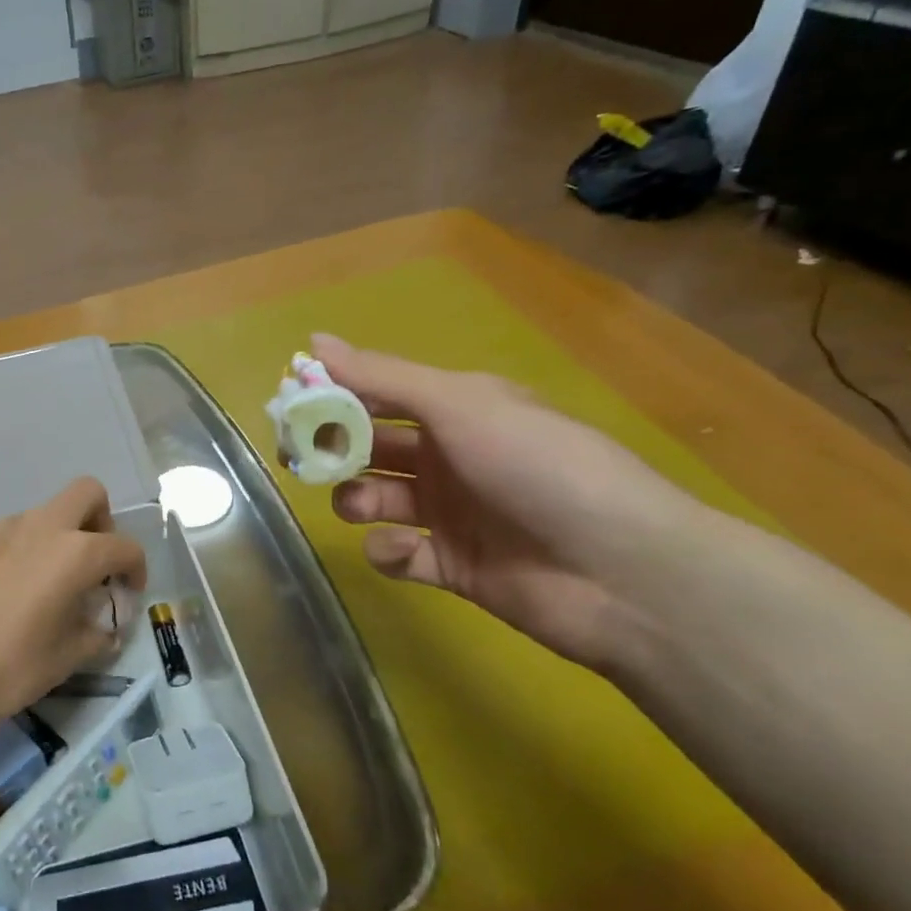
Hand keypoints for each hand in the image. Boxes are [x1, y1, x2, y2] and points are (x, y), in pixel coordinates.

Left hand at [0, 477, 147, 744]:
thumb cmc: (8, 666)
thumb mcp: (66, 658)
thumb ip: (95, 633)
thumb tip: (103, 627)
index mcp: (74, 551)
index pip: (124, 547)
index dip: (135, 570)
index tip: (127, 596)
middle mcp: (41, 527)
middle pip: (87, 495)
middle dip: (101, 523)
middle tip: (94, 566)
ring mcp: (2, 529)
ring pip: (47, 514)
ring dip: (62, 537)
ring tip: (53, 586)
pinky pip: (15, 533)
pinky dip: (29, 550)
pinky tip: (16, 592)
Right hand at [312, 333, 698, 674]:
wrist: (618, 570)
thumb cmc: (537, 466)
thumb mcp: (460, 405)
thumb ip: (382, 377)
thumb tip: (313, 341)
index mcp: (456, 411)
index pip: (378, 395)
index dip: (335, 395)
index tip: (291, 402)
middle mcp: (448, 457)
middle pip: (370, 448)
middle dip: (334, 450)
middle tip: (303, 458)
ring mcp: (449, 513)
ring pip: (376, 499)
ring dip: (356, 498)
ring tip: (360, 504)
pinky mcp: (450, 565)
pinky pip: (398, 553)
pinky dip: (391, 551)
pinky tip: (407, 550)